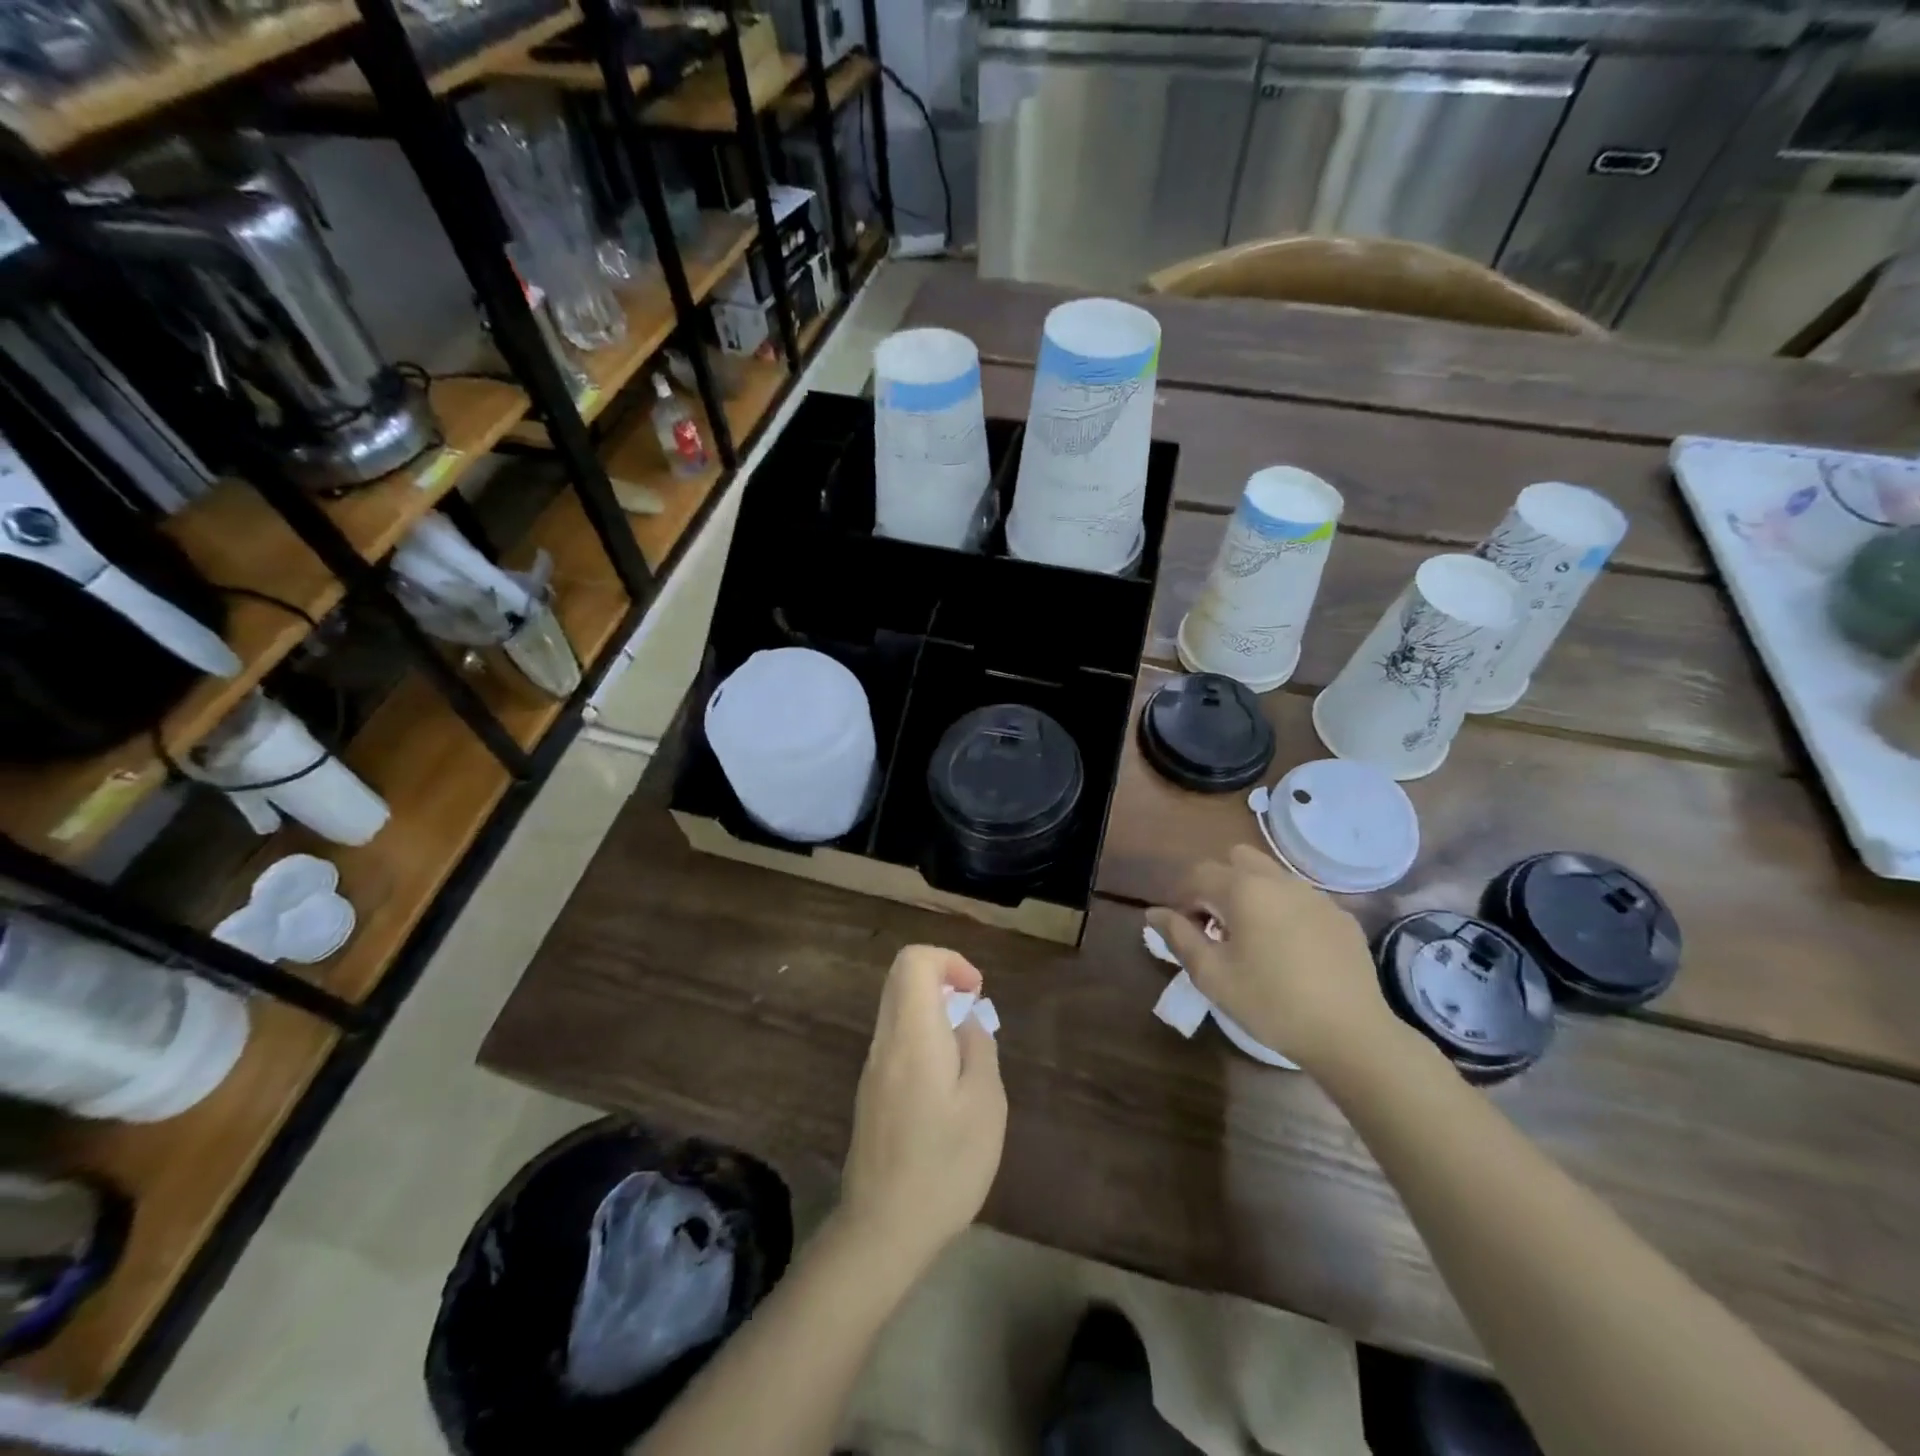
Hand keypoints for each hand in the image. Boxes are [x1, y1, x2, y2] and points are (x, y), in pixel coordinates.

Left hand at [839, 945, 1006, 1270]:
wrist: (882, 1229)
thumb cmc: (944, 1166)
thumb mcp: (985, 1106)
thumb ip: (979, 1049)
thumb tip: (968, 1021)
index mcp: (913, 1035)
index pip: (914, 962)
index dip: (949, 961)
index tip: (975, 993)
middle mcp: (885, 1041)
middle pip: (901, 978)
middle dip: (941, 979)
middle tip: (972, 1011)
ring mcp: (872, 1067)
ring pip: (896, 1007)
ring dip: (932, 1009)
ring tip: (966, 1050)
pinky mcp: (870, 1091)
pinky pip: (894, 1038)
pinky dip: (921, 1034)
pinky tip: (946, 1081)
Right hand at [1145, 846, 1397, 1075]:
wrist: (1351, 1034)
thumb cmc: (1271, 1003)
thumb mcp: (1212, 975)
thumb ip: (1178, 937)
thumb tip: (1154, 913)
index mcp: (1243, 890)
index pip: (1198, 874)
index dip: (1182, 898)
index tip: (1183, 930)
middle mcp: (1279, 880)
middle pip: (1236, 859)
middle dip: (1218, 884)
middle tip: (1216, 926)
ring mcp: (1315, 895)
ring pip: (1271, 875)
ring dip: (1251, 894)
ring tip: (1251, 938)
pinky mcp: (1340, 916)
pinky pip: (1300, 898)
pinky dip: (1283, 911)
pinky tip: (1290, 951)